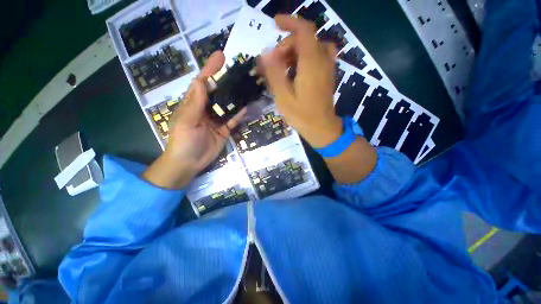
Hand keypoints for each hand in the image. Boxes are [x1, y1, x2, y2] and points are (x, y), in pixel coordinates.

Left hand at [143, 51, 245, 188]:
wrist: (189, 163)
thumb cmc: (183, 141)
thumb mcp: (186, 121)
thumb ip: (195, 103)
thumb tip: (200, 81)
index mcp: (193, 104)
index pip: (202, 83)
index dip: (210, 69)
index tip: (220, 57)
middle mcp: (206, 109)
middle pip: (217, 92)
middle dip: (226, 80)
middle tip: (239, 70)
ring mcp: (216, 120)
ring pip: (227, 105)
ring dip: (235, 97)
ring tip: (246, 86)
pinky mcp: (224, 130)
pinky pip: (233, 120)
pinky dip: (239, 115)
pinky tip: (246, 108)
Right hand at [260, 15, 341, 147]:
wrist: (322, 128)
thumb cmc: (302, 116)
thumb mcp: (283, 97)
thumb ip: (274, 74)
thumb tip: (265, 54)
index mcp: (311, 63)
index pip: (304, 30)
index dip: (289, 22)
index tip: (275, 23)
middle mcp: (323, 61)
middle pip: (306, 39)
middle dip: (288, 45)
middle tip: (275, 63)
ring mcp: (327, 68)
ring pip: (312, 47)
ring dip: (296, 51)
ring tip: (284, 68)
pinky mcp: (327, 75)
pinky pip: (317, 56)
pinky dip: (305, 58)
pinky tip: (296, 72)